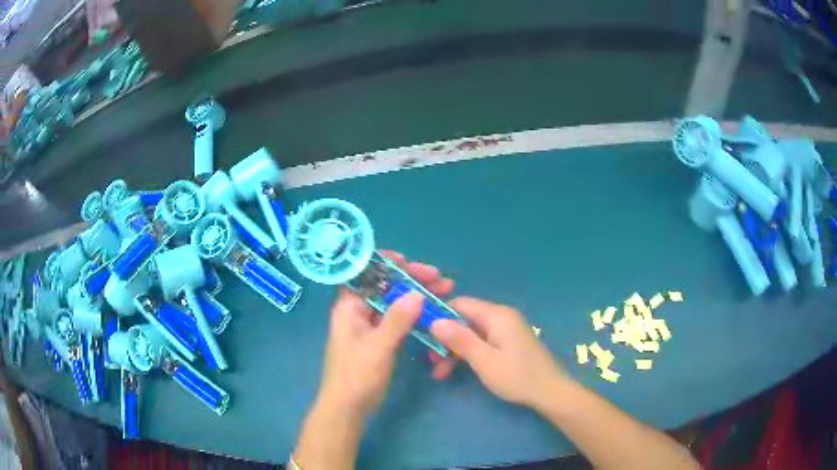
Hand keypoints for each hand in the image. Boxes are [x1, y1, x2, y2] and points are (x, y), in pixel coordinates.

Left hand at [315, 251, 454, 419]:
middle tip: (439, 277)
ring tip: (445, 289)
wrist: (348, 408)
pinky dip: (414, 313)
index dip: (383, 262)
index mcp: (349, 307)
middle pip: (384, 286)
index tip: (407, 261)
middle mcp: (358, 312)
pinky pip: (398, 319)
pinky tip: (433, 311)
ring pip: (394, 302)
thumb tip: (417, 293)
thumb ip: (397, 320)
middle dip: (410, 279)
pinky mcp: (380, 339)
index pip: (363, 273)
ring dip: (416, 295)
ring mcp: (370, 326)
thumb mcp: (377, 347)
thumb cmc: (356, 376)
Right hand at [430, 297, 566, 409]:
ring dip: (455, 350)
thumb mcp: (484, 360)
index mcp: (496, 315)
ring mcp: (506, 329)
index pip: (460, 303)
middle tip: (431, 362)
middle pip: (464, 319)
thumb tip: (434, 320)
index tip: (421, 333)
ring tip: (440, 373)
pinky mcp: (508, 342)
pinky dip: (468, 353)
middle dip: (445, 339)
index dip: (438, 315)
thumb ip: (460, 339)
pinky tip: (457, 370)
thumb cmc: (517, 376)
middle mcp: (501, 316)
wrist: (549, 391)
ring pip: (471, 333)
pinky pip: (482, 341)